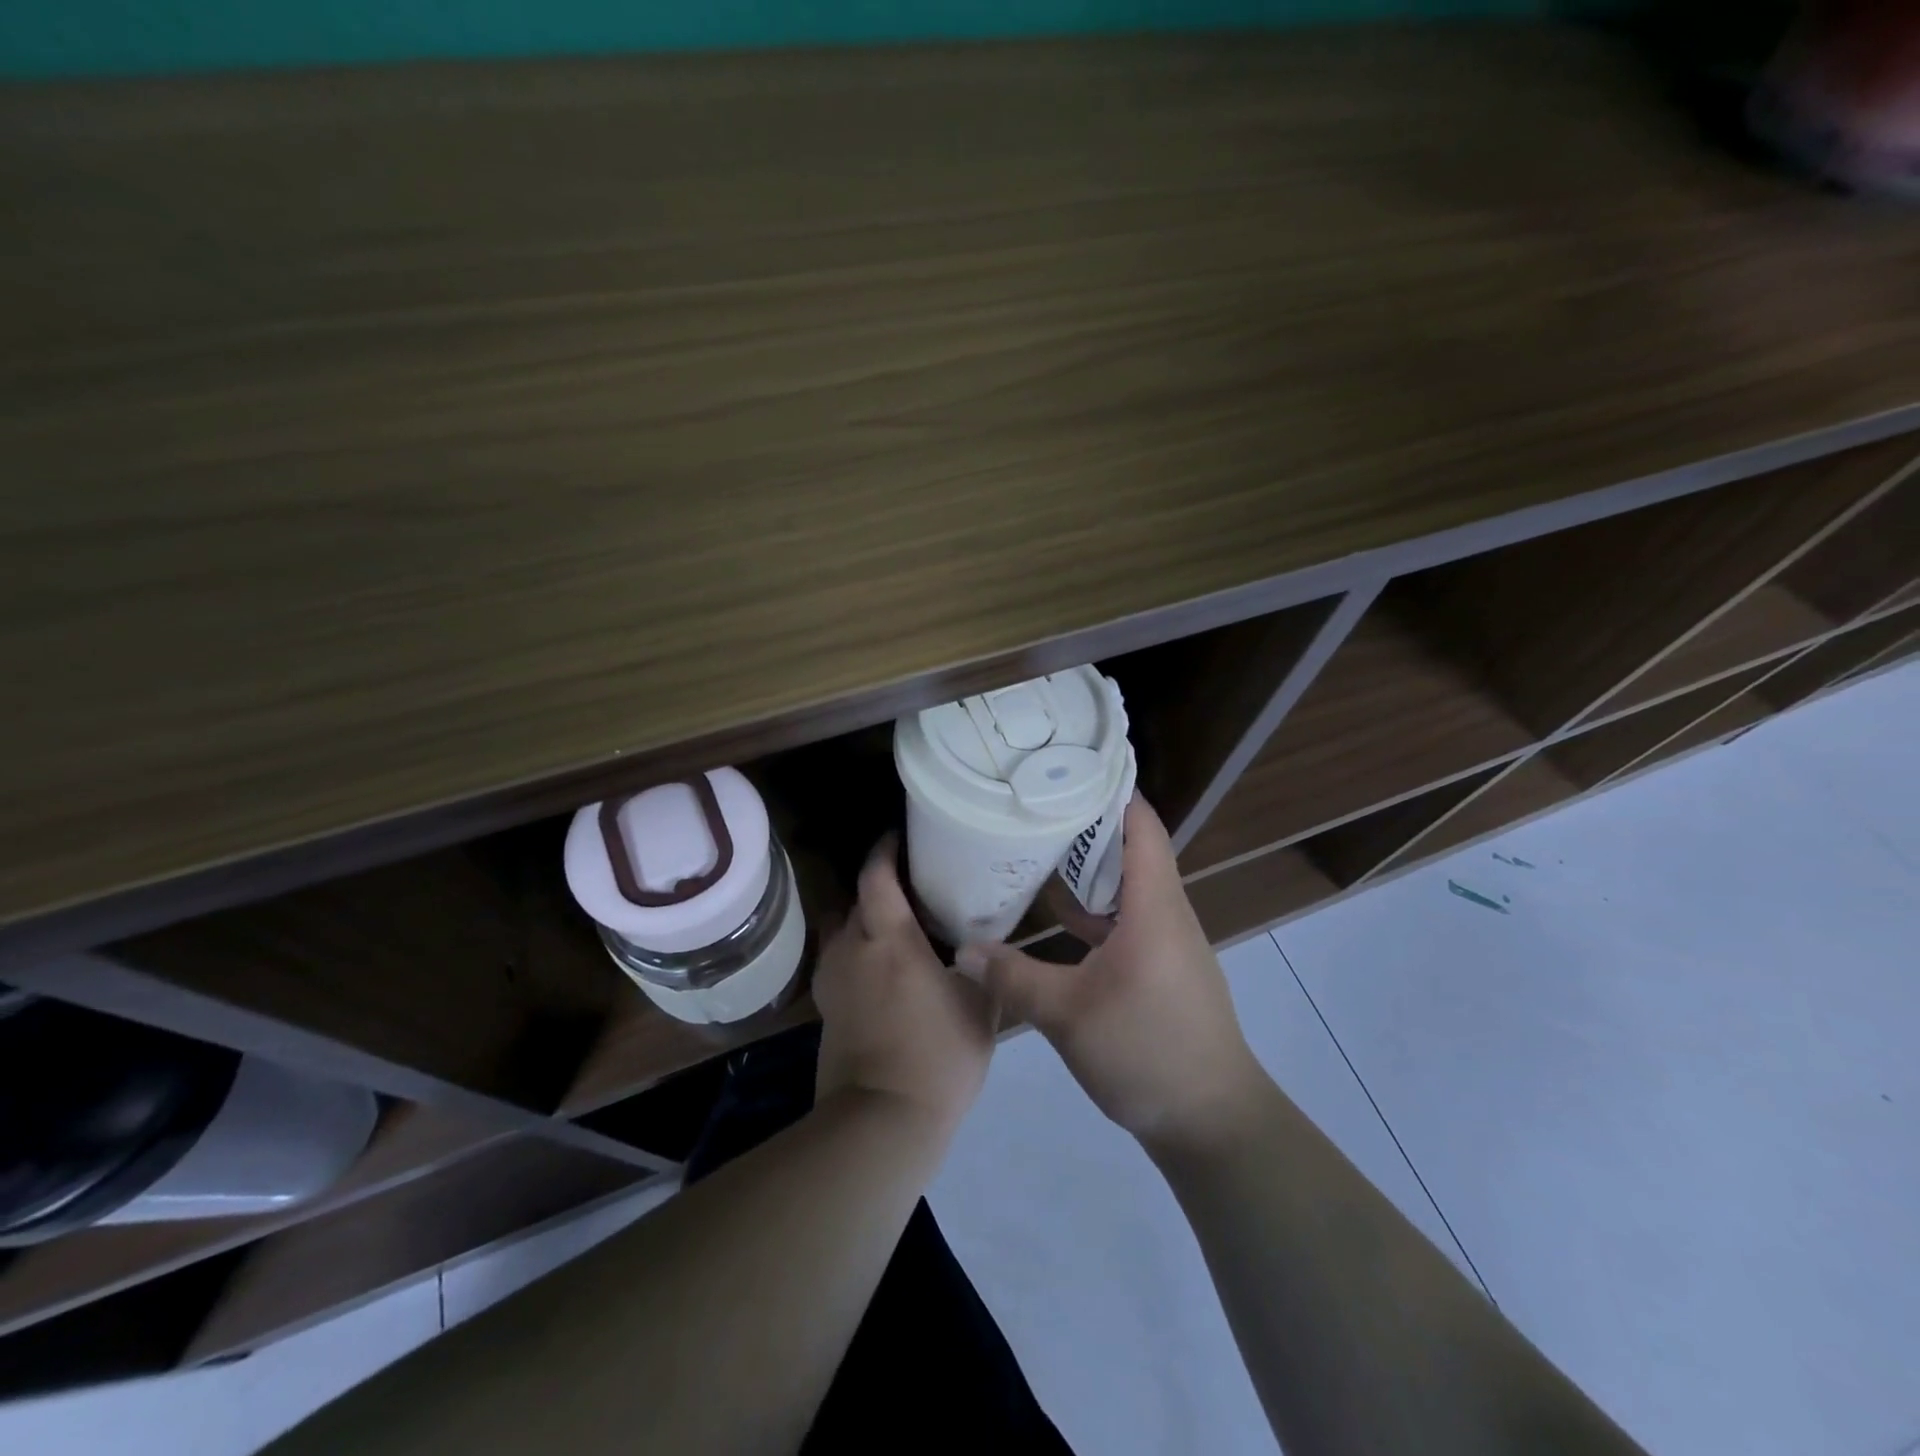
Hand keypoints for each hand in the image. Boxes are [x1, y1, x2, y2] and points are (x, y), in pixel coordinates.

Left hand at [813, 836, 994, 1137]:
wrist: (881, 1121)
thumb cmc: (938, 1057)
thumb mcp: (980, 1008)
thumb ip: (983, 968)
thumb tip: (983, 946)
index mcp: (890, 941)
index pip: (876, 877)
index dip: (885, 850)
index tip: (899, 837)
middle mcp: (853, 949)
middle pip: (855, 900)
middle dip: (877, 886)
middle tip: (911, 887)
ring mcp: (833, 980)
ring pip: (842, 930)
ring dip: (863, 920)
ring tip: (894, 927)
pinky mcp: (825, 1008)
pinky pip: (838, 961)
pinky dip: (856, 952)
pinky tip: (878, 968)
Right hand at [957, 798, 1266, 1155]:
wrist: (1212, 1122)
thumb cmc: (1147, 1052)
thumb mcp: (1068, 1015)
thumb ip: (1013, 977)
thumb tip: (962, 950)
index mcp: (1154, 906)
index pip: (1141, 825)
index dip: (1111, 789)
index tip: (1068, 765)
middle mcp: (1166, 912)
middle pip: (1131, 848)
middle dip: (1086, 822)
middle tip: (1035, 802)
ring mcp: (1166, 942)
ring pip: (1127, 886)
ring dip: (1088, 866)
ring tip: (1038, 845)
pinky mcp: (1160, 968)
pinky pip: (1126, 919)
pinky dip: (1094, 908)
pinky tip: (1057, 915)